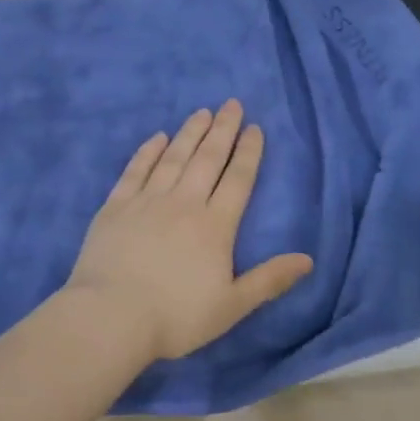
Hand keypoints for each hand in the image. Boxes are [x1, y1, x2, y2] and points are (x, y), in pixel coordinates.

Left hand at [65, 100, 313, 362]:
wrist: (111, 317)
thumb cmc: (176, 316)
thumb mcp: (232, 305)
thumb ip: (269, 280)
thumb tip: (308, 259)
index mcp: (215, 225)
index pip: (238, 180)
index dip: (248, 152)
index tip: (254, 127)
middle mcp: (184, 203)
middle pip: (207, 159)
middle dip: (223, 130)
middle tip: (231, 103)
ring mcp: (147, 201)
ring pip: (173, 158)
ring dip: (189, 133)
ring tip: (202, 112)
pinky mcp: (115, 207)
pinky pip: (135, 171)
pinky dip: (147, 152)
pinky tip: (157, 137)